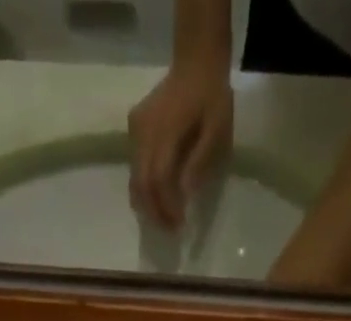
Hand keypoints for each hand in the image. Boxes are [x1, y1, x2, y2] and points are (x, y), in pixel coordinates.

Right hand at [128, 63, 233, 229]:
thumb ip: (200, 162)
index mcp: (165, 130)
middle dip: (154, 212)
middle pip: (141, 183)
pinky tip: (158, 196)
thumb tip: (185, 194)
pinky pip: (134, 166)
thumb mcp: (217, 130)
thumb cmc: (212, 97)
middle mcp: (143, 131)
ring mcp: (135, 130)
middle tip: (169, 231)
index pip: (158, 179)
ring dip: (147, 204)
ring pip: (134, 178)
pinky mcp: (133, 129)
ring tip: (164, 219)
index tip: (178, 224)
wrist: (196, 60)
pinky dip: (144, 187)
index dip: (166, 206)